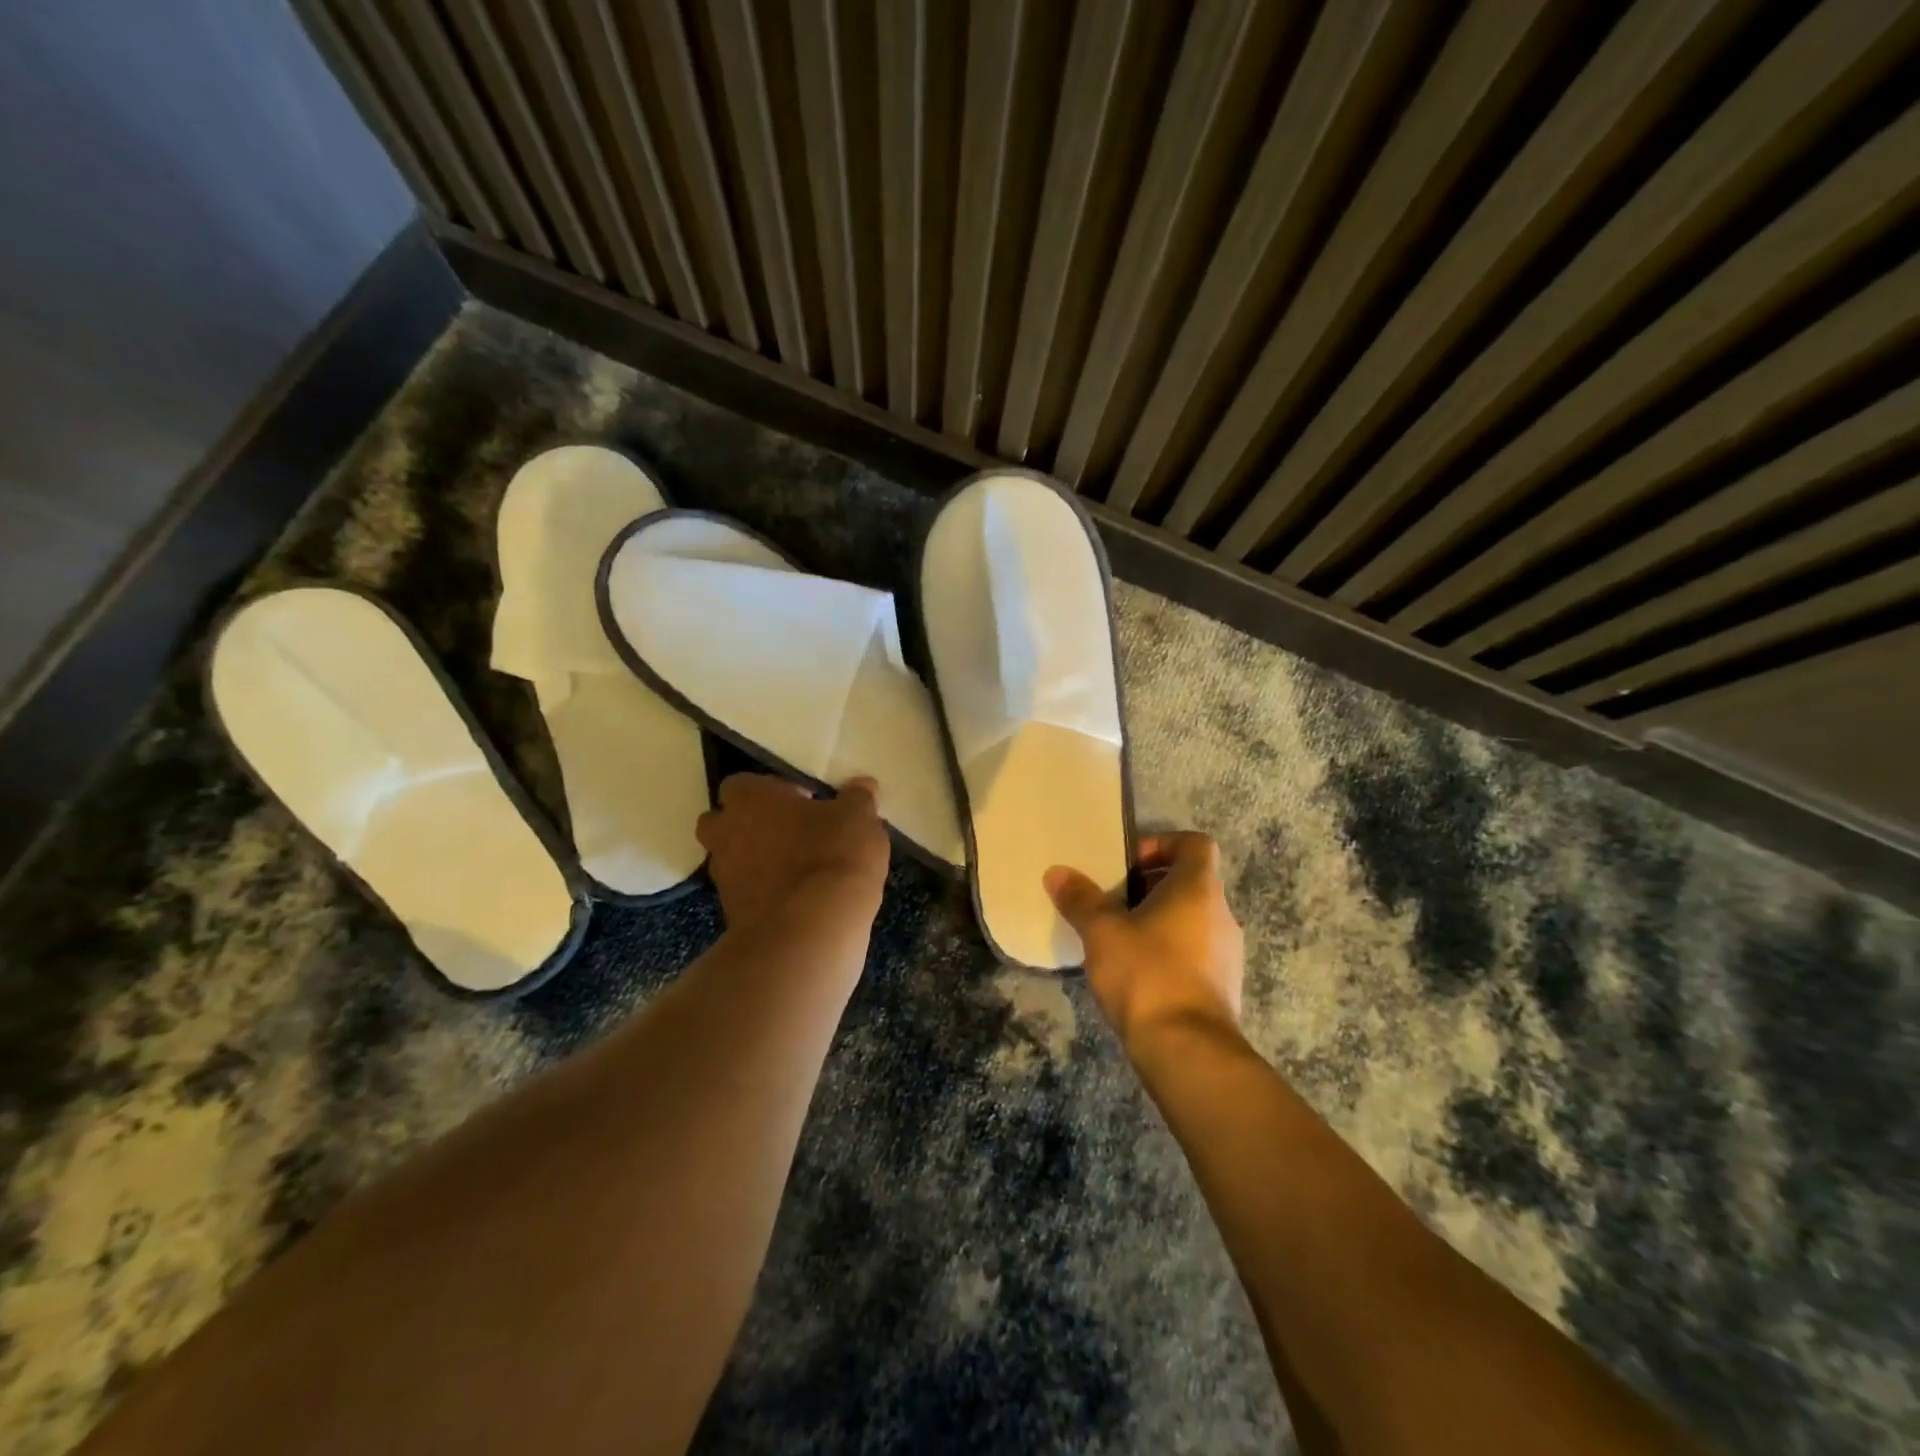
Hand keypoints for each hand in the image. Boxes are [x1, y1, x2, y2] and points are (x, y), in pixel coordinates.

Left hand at [697, 774, 889, 930]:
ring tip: (801, 868)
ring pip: (735, 860)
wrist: (810, 932)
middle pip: (725, 822)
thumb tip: (862, 786)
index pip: (743, 783)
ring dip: (759, 861)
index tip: (804, 802)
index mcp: (749, 799)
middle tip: (793, 831)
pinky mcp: (732, 915)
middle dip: (751, 824)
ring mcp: (724, 877)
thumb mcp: (859, 818)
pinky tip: (802, 898)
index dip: (772, 790)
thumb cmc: (831, 856)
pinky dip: (767, 893)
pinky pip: (748, 894)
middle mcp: (725, 833)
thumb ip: (858, 798)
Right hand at [1044, 832, 1243, 1051]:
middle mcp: (1222, 914)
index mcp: (1199, 889)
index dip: (1163, 844)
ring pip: (1194, 919)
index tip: (1129, 863)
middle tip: (1114, 901)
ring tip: (1120, 938)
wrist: (1187, 1050)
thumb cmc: (1146, 974)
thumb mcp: (1102, 932)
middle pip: (1192, 882)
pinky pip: (1197, 953)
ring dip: (1160, 920)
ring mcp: (1228, 953)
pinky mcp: (1224, 987)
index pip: (1196, 844)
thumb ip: (1080, 899)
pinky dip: (1170, 951)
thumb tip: (1056, 872)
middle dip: (1152, 886)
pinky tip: (1137, 973)